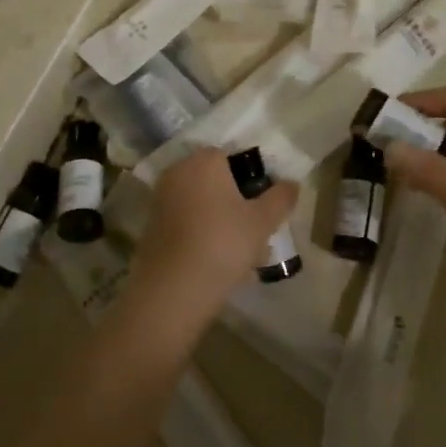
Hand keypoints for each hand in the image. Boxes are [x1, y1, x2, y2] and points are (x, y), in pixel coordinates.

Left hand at [128, 148, 298, 313]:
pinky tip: (219, 260)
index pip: (234, 156)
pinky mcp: (152, 225)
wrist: (172, 289)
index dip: (254, 178)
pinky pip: (187, 221)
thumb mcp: (262, 222)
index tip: (266, 204)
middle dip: (238, 200)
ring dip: (222, 219)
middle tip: (257, 228)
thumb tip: (292, 183)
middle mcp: (179, 171)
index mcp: (204, 161)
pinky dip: (203, 233)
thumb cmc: (223, 244)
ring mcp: (161, 198)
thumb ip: (281, 198)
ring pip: (202, 203)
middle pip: (216, 180)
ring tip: (243, 251)